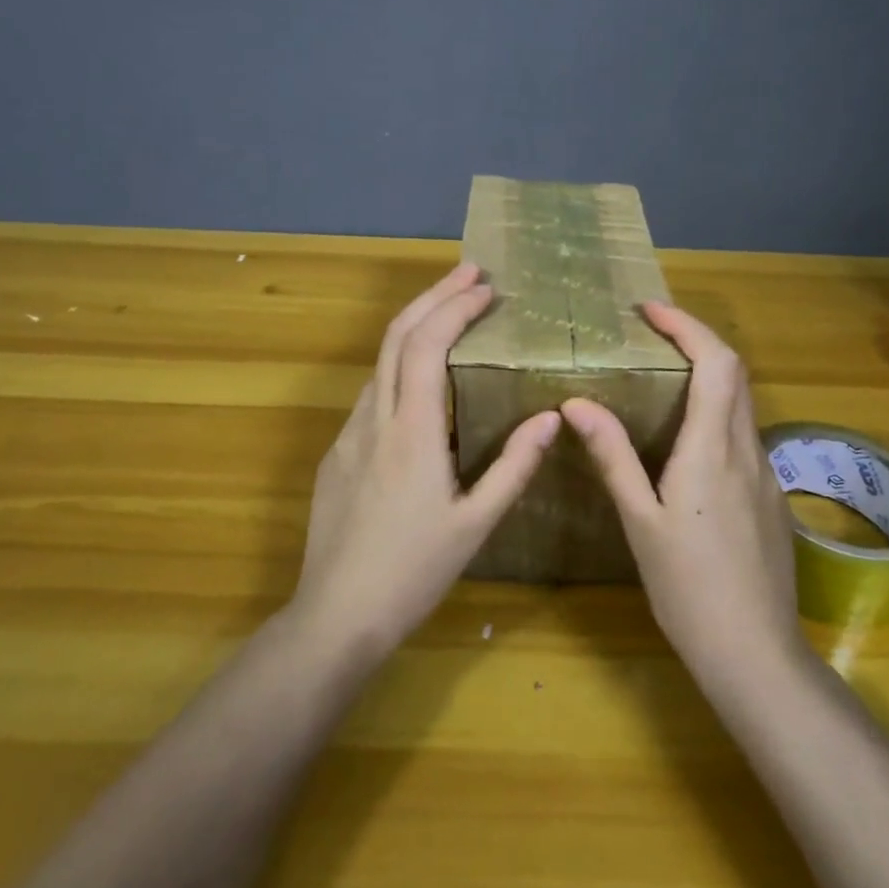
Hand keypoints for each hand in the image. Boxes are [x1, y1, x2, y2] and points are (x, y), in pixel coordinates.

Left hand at [291, 264, 560, 657]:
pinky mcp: (337, 453)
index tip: (486, 286)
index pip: (428, 344)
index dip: (455, 307)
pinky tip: (421, 380)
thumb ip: (515, 466)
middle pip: (397, 335)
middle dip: (433, 296)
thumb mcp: (476, 523)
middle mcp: (374, 418)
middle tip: (468, 273)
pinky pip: (372, 393)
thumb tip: (552, 417)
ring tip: (451, 314)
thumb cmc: (414, 571)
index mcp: (412, 430)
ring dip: (415, 327)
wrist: (336, 614)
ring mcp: (349, 433)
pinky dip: (400, 364)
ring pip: (380, 361)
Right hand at [561, 303, 801, 682]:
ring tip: (664, 376)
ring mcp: (766, 474)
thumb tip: (576, 403)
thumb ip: (612, 456)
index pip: (715, 363)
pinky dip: (718, 412)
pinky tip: (688, 440)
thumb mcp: (640, 520)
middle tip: (653, 334)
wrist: (755, 652)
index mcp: (712, 450)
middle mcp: (747, 450)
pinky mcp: (771, 497)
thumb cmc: (687, 587)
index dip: (687, 326)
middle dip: (698, 340)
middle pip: (735, 373)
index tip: (650, 312)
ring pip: (742, 403)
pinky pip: (745, 435)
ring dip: (710, 375)